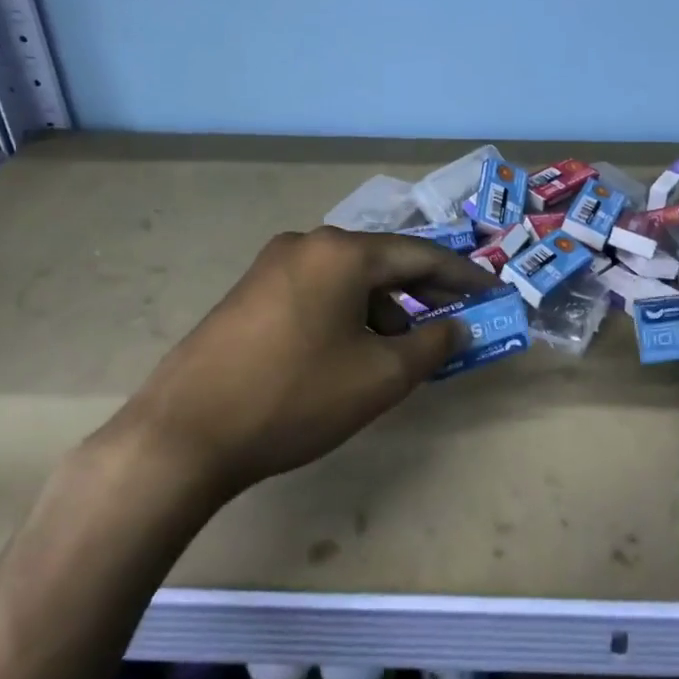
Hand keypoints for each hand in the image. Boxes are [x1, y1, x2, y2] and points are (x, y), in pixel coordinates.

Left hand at [115, 228, 497, 494]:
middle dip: (425, 292)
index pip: (421, 255)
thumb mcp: (380, 377)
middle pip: (383, 262)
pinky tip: (354, 351)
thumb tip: (459, 327)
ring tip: (404, 349)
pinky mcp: (250, 293)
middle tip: (459, 319)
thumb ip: (432, 346)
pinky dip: (350, 314)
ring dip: (386, 308)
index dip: (464, 276)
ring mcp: (272, 266)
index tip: (494, 292)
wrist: (184, 434)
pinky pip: (319, 292)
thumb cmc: (295, 398)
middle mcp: (307, 244)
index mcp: (342, 252)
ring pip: (349, 279)